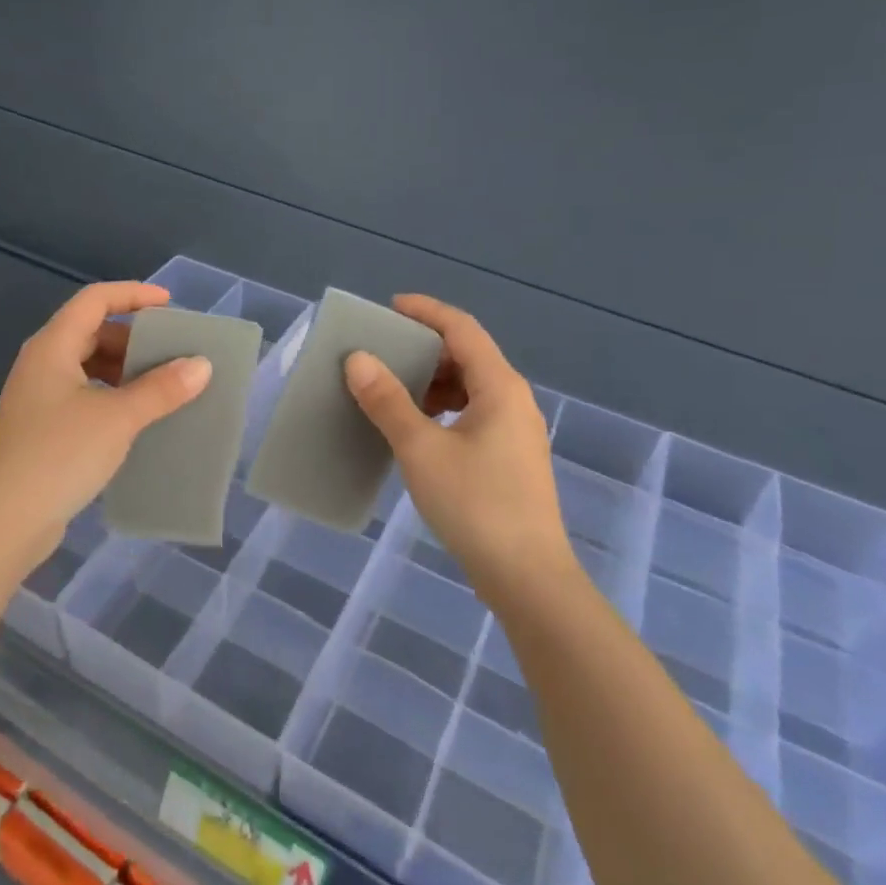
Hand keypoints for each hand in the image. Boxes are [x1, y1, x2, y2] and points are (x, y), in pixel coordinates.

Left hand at [0, 282, 211, 570]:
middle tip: (170, 352)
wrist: (7, 521)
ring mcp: (37, 397)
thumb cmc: (61, 456)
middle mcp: (40, 364)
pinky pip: (82, 394)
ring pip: (86, 365)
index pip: (94, 300)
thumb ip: (161, 388)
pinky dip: (110, 394)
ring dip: (123, 369)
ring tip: (160, 385)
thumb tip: (201, 365)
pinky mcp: (40, 427)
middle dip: (132, 337)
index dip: (133, 294)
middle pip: (90, 331)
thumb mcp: (118, 418)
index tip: (169, 305)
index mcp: (52, 347)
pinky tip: (134, 417)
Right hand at [344, 295, 574, 604]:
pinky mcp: (511, 458)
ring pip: (471, 387)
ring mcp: (516, 431)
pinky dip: (443, 409)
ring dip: (432, 382)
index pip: (462, 328)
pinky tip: (418, 430)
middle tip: (383, 353)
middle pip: (468, 355)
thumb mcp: (421, 449)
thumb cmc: (475, 504)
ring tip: (394, 392)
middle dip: (425, 348)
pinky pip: (474, 414)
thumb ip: (388, 401)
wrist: (527, 577)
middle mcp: (514, 400)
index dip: (426, 311)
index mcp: (500, 387)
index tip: (389, 307)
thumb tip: (358, 359)